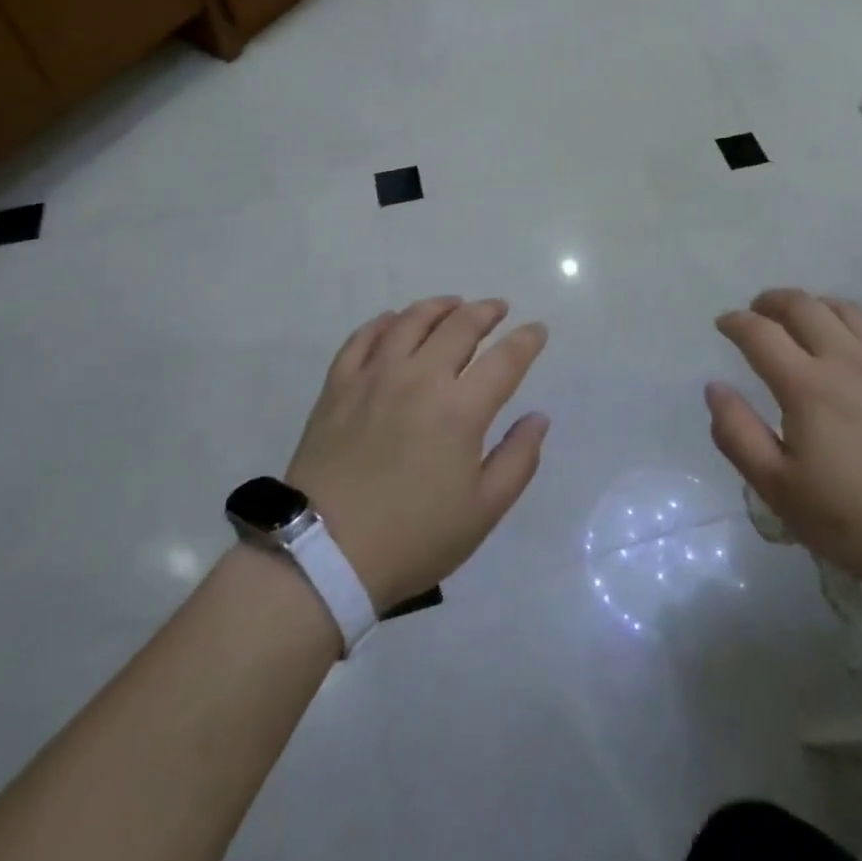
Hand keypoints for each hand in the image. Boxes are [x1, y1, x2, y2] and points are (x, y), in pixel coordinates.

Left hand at [284, 298, 550, 610]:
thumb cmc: (413, 537)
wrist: (323, 555)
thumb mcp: (482, 511)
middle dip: (486, 311)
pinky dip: (384, 322)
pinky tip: (393, 320)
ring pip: (411, 321)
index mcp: (460, 409)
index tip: (538, 329)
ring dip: (439, 306)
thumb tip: (538, 418)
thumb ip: (518, 459)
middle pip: (459, 326)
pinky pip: (363, 337)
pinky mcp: (338, 385)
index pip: (505, 359)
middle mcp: (420, 378)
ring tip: (453, 305)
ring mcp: (375, 376)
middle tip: (498, 308)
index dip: (526, 340)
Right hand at [707, 289, 861, 609]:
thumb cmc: (857, 521)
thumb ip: (738, 435)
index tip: (724, 323)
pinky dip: (859, 321)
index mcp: (806, 386)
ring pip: (845, 309)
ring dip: (814, 305)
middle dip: (771, 301)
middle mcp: (846, 359)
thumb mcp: (780, 491)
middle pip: (802, 305)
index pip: (759, 333)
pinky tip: (856, 338)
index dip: (735, 321)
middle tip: (758, 312)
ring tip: (803, 320)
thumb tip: (715, 387)